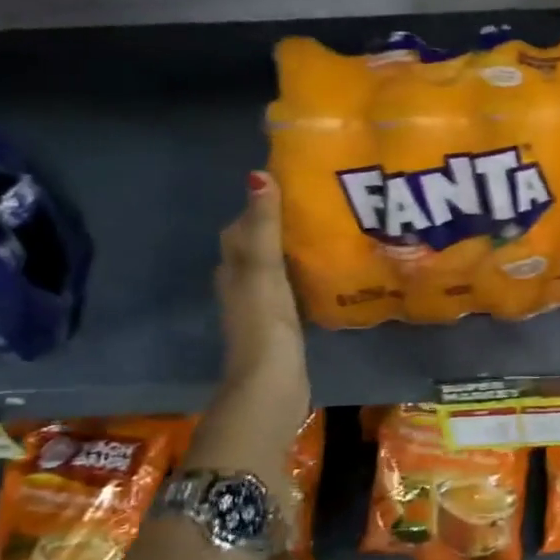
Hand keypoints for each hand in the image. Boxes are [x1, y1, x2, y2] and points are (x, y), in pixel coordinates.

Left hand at [215, 171, 309, 440]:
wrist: (270, 384)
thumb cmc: (265, 323)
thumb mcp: (264, 269)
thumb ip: (264, 227)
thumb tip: (258, 176)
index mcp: (233, 269)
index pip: (241, 228)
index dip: (260, 207)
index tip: (291, 188)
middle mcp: (241, 285)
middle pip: (256, 248)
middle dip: (278, 228)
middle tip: (315, 210)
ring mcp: (260, 309)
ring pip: (273, 270)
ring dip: (291, 255)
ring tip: (325, 237)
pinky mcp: (280, 328)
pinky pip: (290, 292)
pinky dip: (301, 280)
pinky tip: (324, 278)